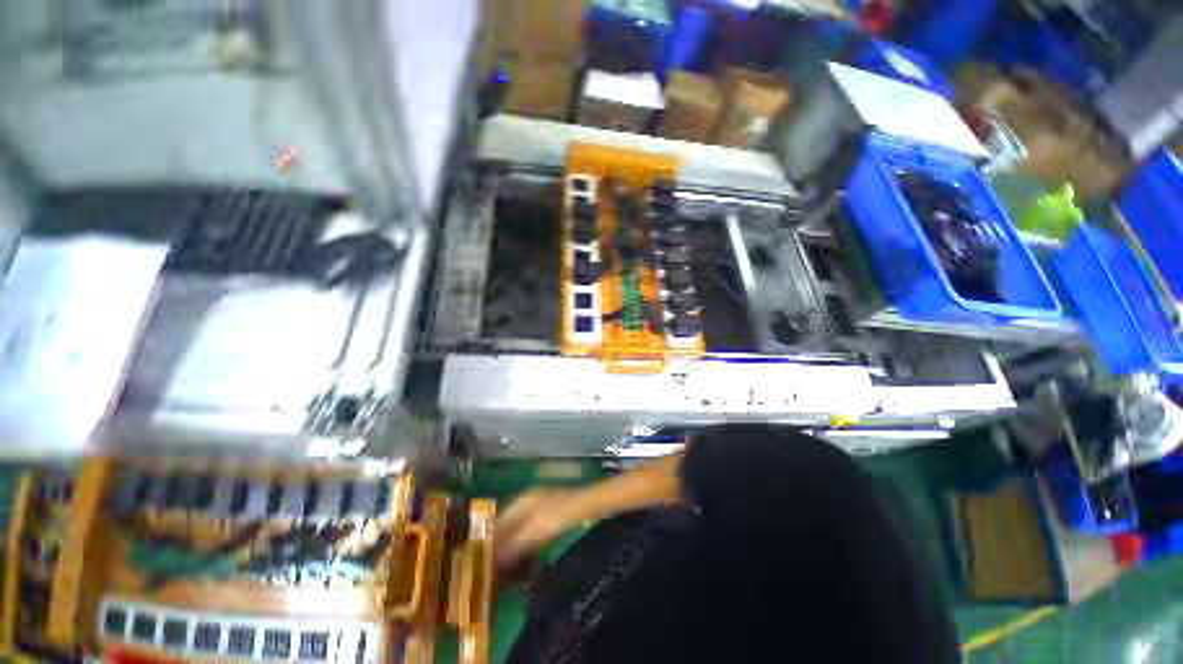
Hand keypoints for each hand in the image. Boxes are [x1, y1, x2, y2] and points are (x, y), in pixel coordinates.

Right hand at [495, 488, 578, 570]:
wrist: (586, 506)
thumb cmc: (558, 515)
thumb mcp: (534, 531)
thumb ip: (513, 545)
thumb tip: (492, 562)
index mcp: (521, 501)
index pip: (497, 522)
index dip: (489, 542)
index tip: (480, 564)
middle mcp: (528, 504)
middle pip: (509, 529)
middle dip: (502, 550)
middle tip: (495, 574)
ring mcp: (540, 510)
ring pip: (521, 534)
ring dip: (515, 554)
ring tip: (508, 576)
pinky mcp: (551, 519)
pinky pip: (534, 537)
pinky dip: (529, 551)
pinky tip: (528, 567)